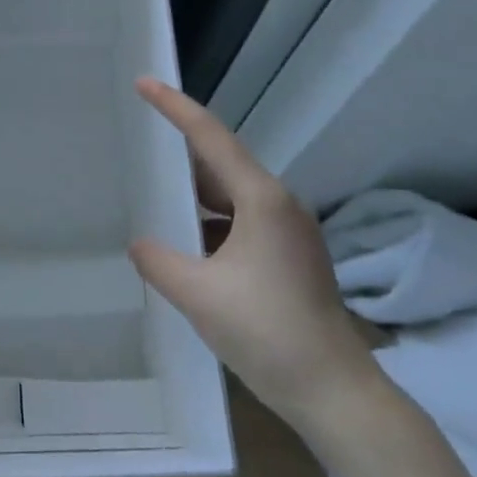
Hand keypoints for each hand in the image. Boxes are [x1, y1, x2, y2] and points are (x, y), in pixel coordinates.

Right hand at [129, 78, 378, 434]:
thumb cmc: (268, 334)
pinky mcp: (289, 256)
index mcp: (263, 200)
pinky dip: (208, 222)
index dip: (175, 107)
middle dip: (180, 151)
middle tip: (140, 138)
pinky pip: (240, 222)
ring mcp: (288, 231)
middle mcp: (279, 205)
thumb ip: (158, 260)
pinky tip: (184, 241)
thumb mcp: (198, 295)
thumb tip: (140, 243)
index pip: (210, 137)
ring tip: (153, 190)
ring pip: (231, 196)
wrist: (335, 394)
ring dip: (194, 193)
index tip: (144, 82)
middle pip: (221, 163)